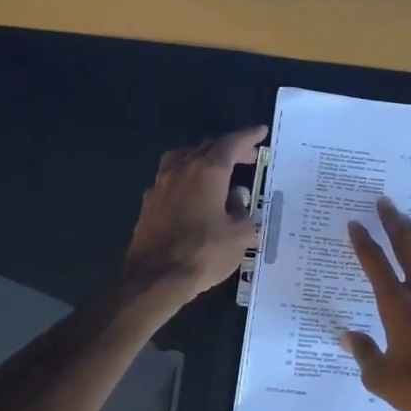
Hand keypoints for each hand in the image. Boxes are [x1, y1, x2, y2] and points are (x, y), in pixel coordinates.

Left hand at [122, 126, 265, 306]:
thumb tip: (236, 200)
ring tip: (218, 170)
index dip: (248, 137)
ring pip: (184, 158)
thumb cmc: (203, 253)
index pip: (231, 144)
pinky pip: (171, 178)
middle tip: (248, 156)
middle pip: (207, 148)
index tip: (261, 131)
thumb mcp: (239, 236)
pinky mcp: (149, 203)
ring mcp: (161, 185)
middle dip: (229, 148)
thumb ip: (243, 212)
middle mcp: (182, 170)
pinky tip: (193, 194)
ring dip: (203, 158)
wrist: (154, 278)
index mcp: (208, 172)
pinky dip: (187, 178)